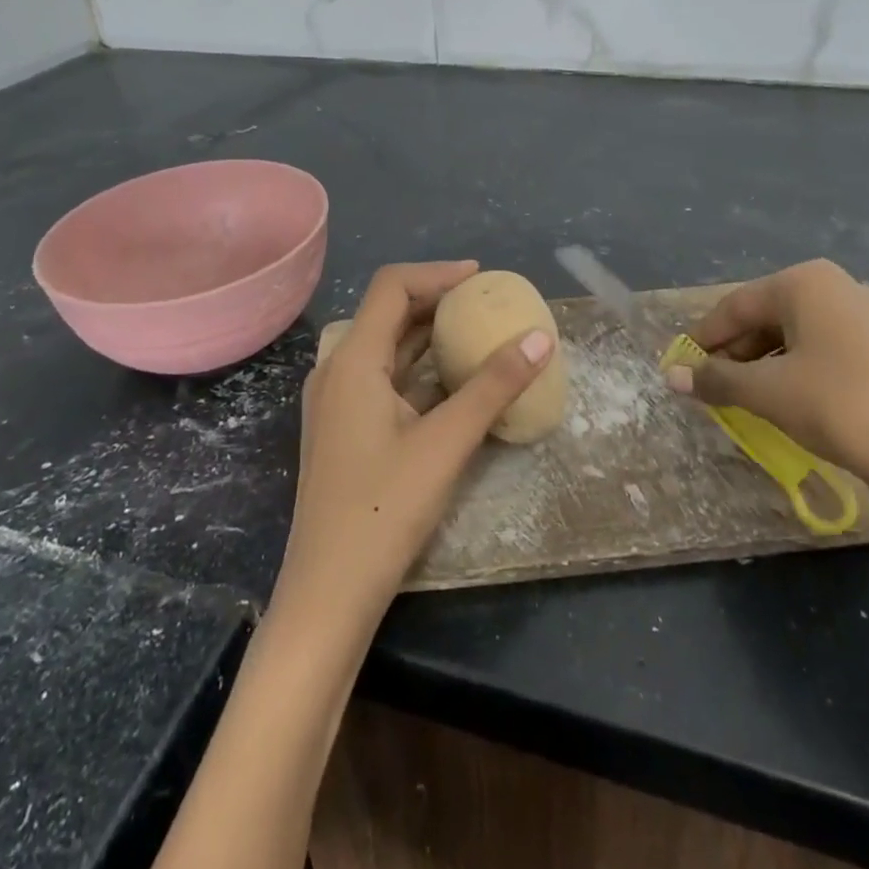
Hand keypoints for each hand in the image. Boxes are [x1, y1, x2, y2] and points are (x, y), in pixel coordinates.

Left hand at [274, 261, 555, 632]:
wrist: (328, 594)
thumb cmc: (383, 510)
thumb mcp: (446, 443)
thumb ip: (493, 387)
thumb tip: (540, 338)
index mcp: (353, 359)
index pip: (392, 287)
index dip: (437, 274)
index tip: (481, 278)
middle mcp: (337, 370)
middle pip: (387, 314)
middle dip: (436, 302)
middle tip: (486, 306)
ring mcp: (337, 403)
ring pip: (386, 349)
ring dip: (428, 337)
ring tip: (477, 335)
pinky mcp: (344, 430)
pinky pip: (383, 380)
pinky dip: (418, 370)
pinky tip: (453, 383)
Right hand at [664, 259, 868, 521]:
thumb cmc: (838, 405)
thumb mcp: (766, 392)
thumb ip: (716, 379)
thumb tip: (672, 376)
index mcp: (805, 282)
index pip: (736, 306)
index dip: (703, 338)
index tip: (680, 366)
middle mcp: (837, 288)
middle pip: (766, 317)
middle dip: (734, 353)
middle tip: (710, 387)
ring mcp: (868, 318)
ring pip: (795, 336)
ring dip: (763, 365)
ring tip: (743, 399)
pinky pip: (824, 352)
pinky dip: (795, 372)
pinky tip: (786, 402)